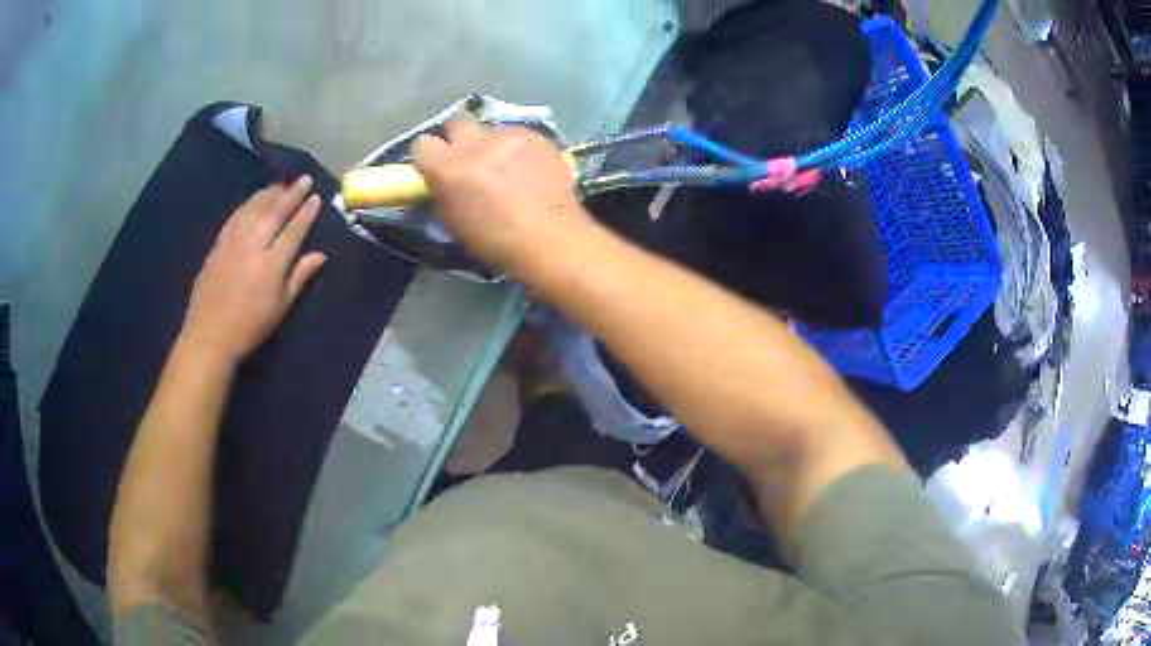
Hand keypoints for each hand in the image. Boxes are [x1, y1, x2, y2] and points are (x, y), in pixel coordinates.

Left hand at [181, 176, 327, 363]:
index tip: (315, 197)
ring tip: (281, 184)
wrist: (210, 334)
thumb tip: (320, 255)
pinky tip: (254, 200)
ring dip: (269, 193)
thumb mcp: (280, 307)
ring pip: (254, 208)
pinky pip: (236, 216)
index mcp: (272, 263)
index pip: (293, 230)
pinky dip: (248, 204)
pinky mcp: (219, 244)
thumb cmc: (250, 326)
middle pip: (275, 212)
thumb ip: (299, 277)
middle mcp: (253, 245)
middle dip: (291, 194)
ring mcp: (233, 241)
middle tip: (303, 179)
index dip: (306, 212)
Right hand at [411, 118, 585, 269]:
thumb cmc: (497, 243)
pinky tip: (529, 169)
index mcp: (448, 169)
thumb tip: (439, 180)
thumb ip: (442, 192)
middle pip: (456, 123)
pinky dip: (518, 149)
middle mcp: (475, 144)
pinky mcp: (536, 136)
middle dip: (458, 138)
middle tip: (468, 159)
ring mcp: (509, 136)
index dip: (428, 157)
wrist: (553, 241)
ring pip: (490, 130)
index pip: (422, 144)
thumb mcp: (454, 223)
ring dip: (491, 145)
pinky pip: (518, 135)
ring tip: (507, 168)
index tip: (435, 167)